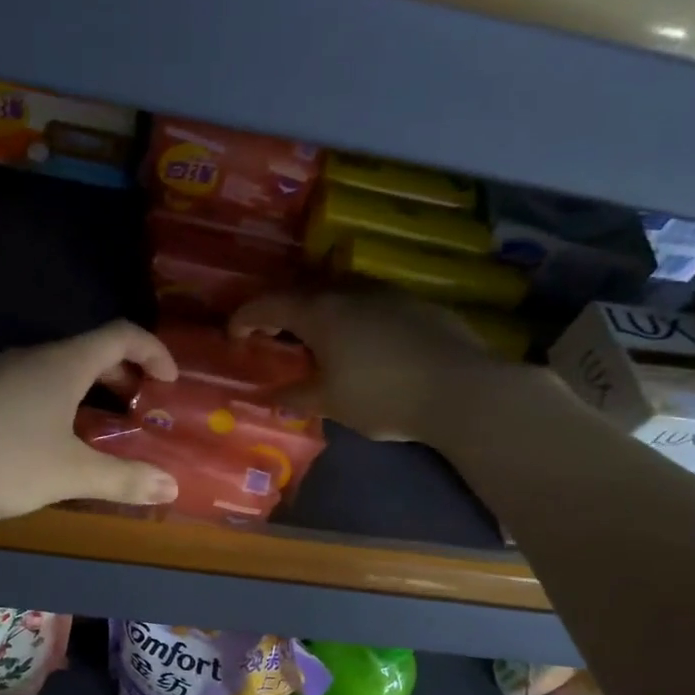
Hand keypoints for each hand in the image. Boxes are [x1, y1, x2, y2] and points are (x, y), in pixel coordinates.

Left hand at [0, 321, 181, 522]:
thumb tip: (171, 488)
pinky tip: (50, 440)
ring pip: (57, 370)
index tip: (170, 381)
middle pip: (89, 350)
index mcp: (63, 364)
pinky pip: (31, 386)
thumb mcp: (70, 474)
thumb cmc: (4, 461)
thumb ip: (123, 480)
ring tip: (100, 427)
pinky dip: (58, 401)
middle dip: (122, 374)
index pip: (121, 335)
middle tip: (139, 405)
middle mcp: (32, 358)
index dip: (153, 350)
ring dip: (88, 390)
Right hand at [231, 288, 500, 440]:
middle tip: (271, 335)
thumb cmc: (383, 396)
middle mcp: (349, 292)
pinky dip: (351, 316)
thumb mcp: (331, 403)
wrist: (461, 390)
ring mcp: (386, 293)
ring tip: (315, 337)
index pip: (269, 305)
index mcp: (320, 313)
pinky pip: (369, 302)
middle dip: (280, 311)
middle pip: (302, 291)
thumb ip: (296, 396)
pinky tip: (361, 341)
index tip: (233, 334)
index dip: (245, 318)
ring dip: (318, 310)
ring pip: (339, 292)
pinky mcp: (415, 304)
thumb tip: (270, 397)